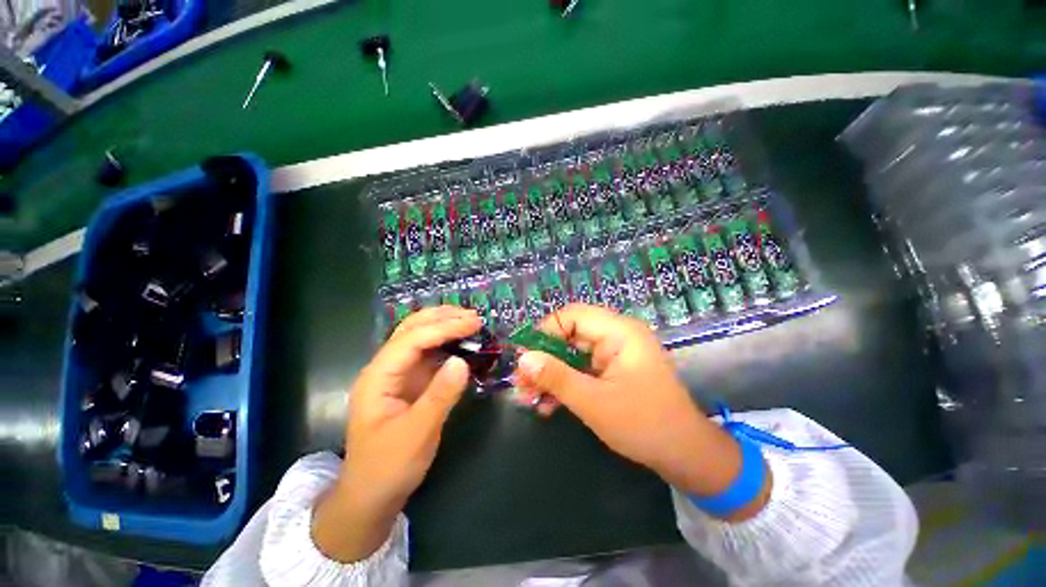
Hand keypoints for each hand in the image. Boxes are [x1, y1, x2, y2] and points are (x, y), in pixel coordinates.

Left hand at [313, 306, 480, 561]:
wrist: (371, 495)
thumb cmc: (388, 467)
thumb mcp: (416, 434)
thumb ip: (440, 396)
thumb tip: (462, 361)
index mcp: (378, 376)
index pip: (413, 339)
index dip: (444, 327)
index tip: (474, 323)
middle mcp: (386, 368)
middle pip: (411, 329)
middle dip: (442, 317)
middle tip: (474, 317)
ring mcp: (398, 374)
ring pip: (420, 337)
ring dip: (444, 325)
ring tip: (471, 322)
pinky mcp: (411, 382)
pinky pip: (429, 354)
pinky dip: (447, 343)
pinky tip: (463, 342)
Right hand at [514, 304, 769, 519]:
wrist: (686, 457)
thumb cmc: (644, 425)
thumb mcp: (594, 402)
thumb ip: (556, 378)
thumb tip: (522, 359)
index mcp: (619, 332)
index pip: (572, 316)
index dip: (544, 332)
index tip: (524, 357)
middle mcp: (616, 336)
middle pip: (569, 336)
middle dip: (543, 359)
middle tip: (521, 383)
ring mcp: (614, 355)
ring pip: (571, 355)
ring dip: (550, 375)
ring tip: (528, 398)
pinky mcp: (612, 371)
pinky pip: (581, 370)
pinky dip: (564, 384)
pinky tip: (547, 406)